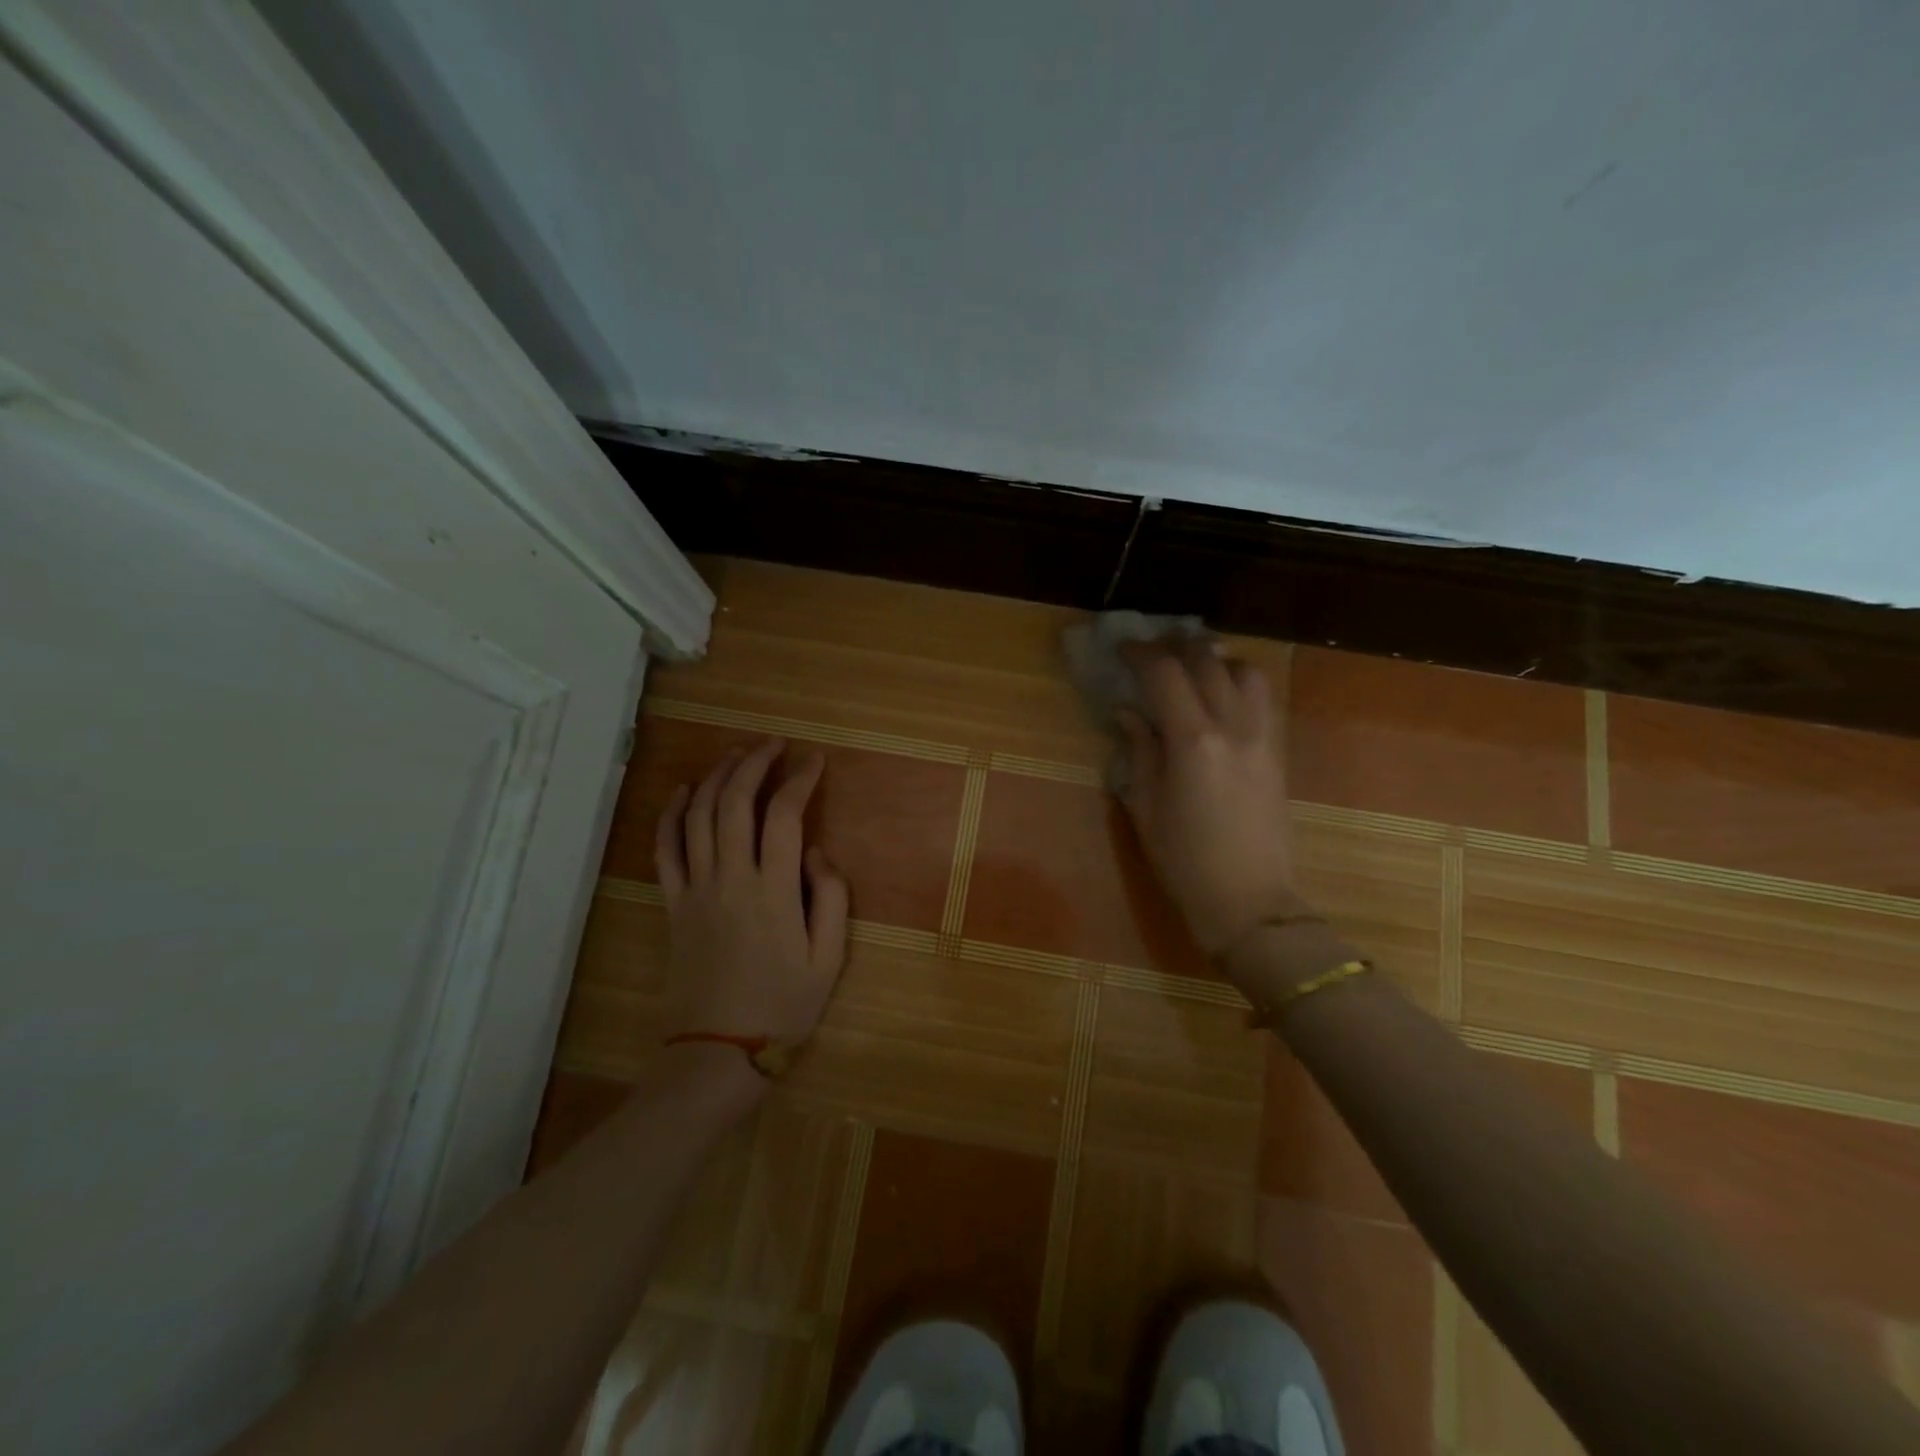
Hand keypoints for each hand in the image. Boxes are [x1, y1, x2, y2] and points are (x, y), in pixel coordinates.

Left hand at [654, 739, 849, 1047]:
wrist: (718, 1051)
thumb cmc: (783, 1006)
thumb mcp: (829, 958)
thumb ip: (831, 898)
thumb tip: (817, 852)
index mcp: (774, 891)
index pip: (785, 816)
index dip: (800, 780)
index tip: (814, 761)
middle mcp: (731, 878)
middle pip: (735, 802)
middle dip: (754, 763)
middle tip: (773, 744)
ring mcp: (695, 889)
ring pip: (698, 816)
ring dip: (715, 777)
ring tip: (735, 754)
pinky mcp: (673, 904)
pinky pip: (665, 849)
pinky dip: (671, 814)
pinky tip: (682, 791)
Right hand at [1116, 641, 1298, 958]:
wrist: (1248, 900)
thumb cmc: (1183, 860)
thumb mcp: (1145, 806)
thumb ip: (1139, 750)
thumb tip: (1129, 712)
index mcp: (1193, 741)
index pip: (1165, 673)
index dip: (1140, 653)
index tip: (1121, 650)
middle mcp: (1233, 727)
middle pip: (1207, 661)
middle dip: (1176, 647)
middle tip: (1152, 652)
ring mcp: (1262, 737)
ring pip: (1245, 671)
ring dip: (1215, 659)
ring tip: (1192, 669)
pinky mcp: (1278, 751)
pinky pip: (1261, 698)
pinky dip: (1237, 682)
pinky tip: (1218, 698)